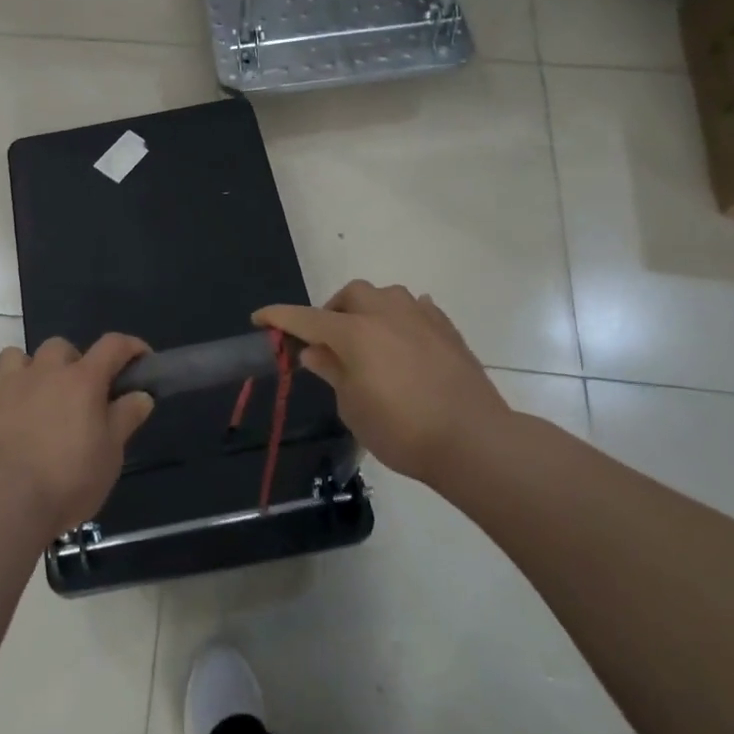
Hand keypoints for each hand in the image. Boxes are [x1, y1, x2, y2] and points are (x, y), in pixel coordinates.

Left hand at [0, 334, 154, 535]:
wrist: (6, 504)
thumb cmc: (68, 479)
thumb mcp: (111, 454)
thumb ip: (125, 418)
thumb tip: (140, 394)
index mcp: (80, 381)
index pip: (111, 346)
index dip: (129, 346)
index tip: (141, 358)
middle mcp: (41, 374)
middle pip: (58, 347)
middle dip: (70, 361)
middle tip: (78, 392)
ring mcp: (1, 390)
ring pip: (11, 358)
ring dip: (23, 368)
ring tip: (29, 392)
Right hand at [256, 281, 507, 484]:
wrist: (474, 440)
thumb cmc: (402, 430)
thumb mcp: (353, 407)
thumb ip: (332, 372)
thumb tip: (314, 351)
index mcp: (354, 333)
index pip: (305, 318)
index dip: (279, 317)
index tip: (259, 318)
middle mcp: (385, 314)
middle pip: (351, 293)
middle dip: (334, 310)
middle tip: (331, 341)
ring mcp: (420, 317)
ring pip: (386, 295)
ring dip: (370, 310)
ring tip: (370, 339)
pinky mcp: (447, 329)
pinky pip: (417, 309)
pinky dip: (402, 318)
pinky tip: (405, 339)